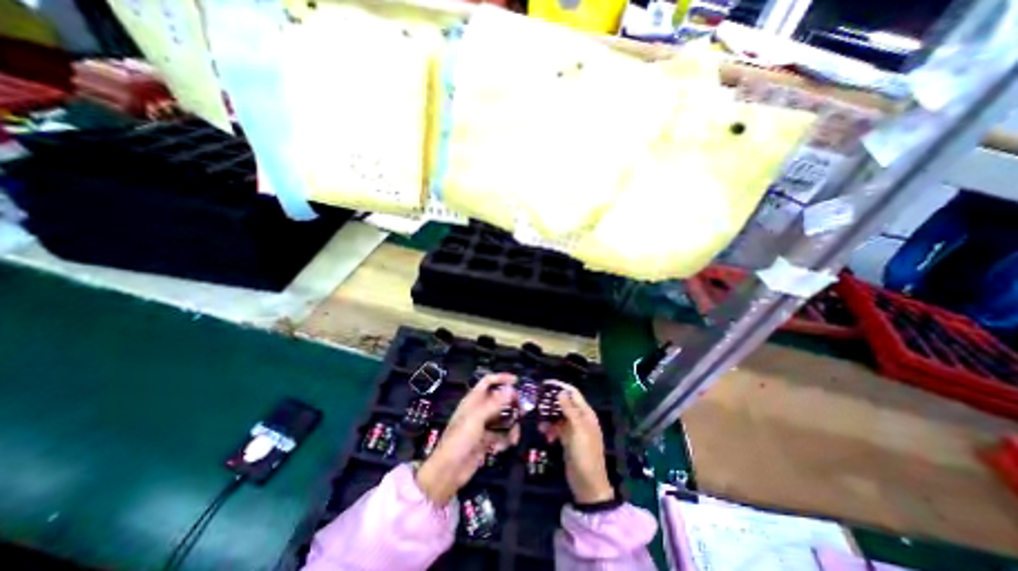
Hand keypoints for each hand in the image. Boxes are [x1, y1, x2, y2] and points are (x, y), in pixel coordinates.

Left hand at [418, 375, 519, 504]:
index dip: (501, 378)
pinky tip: (503, 447)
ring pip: (502, 418)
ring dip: (511, 426)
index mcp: (473, 400)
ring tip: (514, 436)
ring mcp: (483, 426)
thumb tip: (511, 388)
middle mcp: (478, 410)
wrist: (448, 472)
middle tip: (523, 411)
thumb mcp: (477, 418)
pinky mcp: (486, 441)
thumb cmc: (459, 440)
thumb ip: (495, 403)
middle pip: (499, 400)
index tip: (517, 381)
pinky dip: (505, 439)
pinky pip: (501, 435)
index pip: (488, 382)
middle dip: (511, 404)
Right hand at [541, 382, 610, 500]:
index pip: (573, 393)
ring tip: (539, 424)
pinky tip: (545, 435)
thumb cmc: (585, 454)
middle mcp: (580, 419)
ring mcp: (574, 430)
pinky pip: (557, 429)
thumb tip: (560, 391)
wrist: (588, 485)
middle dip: (551, 403)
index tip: (544, 383)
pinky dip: (550, 429)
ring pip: (558, 416)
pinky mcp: (567, 440)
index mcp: (586, 413)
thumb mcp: (577, 430)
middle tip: (536, 402)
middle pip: (564, 403)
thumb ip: (569, 410)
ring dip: (549, 418)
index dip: (560, 386)